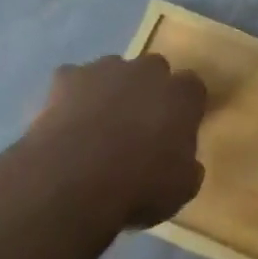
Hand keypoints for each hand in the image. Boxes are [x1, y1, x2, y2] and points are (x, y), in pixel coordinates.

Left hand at [29, 53, 207, 230]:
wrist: (74, 181)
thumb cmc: (139, 186)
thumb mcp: (181, 189)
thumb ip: (187, 167)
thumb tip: (185, 165)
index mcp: (183, 94)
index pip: (192, 88)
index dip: (183, 108)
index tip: (175, 131)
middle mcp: (150, 71)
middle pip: (154, 71)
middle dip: (147, 92)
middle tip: (137, 127)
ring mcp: (106, 69)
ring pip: (113, 72)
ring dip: (110, 91)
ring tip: (97, 128)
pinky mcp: (68, 78)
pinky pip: (72, 80)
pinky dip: (70, 97)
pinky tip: (65, 124)